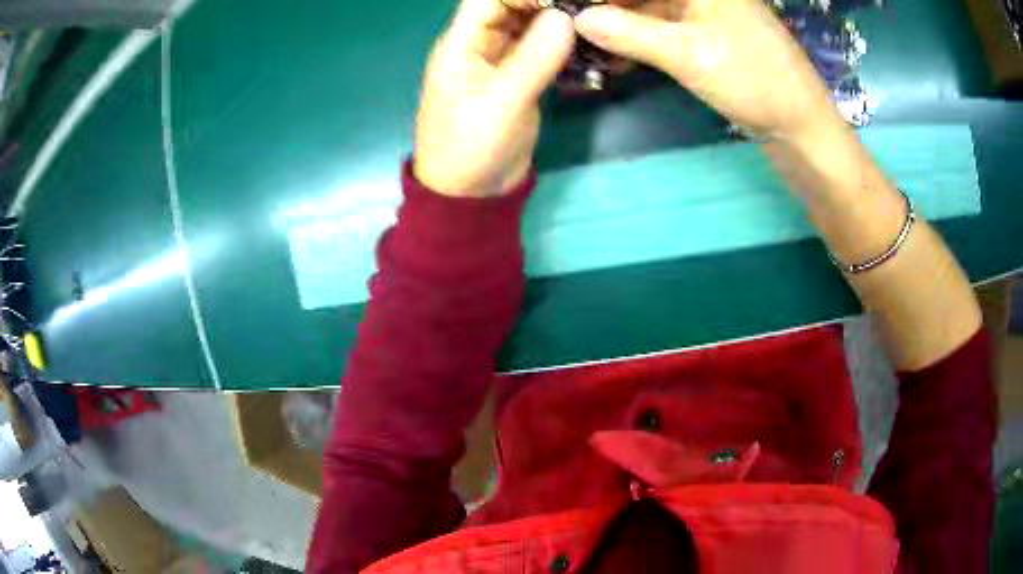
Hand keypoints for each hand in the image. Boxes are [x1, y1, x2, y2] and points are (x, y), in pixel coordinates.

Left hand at [414, 0, 575, 196]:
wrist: (471, 195)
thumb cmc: (472, 149)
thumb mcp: (502, 103)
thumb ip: (533, 58)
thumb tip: (566, 17)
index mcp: (460, 45)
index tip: (563, 1)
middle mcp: (478, 46)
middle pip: (510, 7)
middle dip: (545, 3)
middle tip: (586, 9)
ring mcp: (499, 62)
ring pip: (528, 27)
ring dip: (556, 21)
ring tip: (590, 23)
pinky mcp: (517, 79)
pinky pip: (539, 50)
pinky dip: (560, 44)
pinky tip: (585, 45)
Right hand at [574, 0, 842, 140]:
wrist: (802, 125)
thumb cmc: (753, 81)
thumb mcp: (688, 54)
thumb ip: (630, 32)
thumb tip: (578, 19)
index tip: (573, 10)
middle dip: (607, 7)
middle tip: (573, 28)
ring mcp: (705, 9)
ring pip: (648, 6)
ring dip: (618, 23)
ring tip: (586, 45)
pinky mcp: (707, 32)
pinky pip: (662, 25)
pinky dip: (638, 38)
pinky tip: (615, 56)